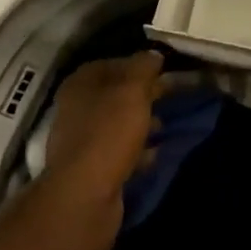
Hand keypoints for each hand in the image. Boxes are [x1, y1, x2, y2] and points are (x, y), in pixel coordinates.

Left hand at [41, 52, 166, 249]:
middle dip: (145, 95)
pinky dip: (137, 150)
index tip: (166, 70)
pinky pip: (119, 151)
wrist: (85, 196)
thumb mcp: (132, 91)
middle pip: (116, 94)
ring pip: (118, 123)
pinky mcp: (92, 168)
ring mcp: (82, 140)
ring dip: (142, 123)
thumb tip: (153, 54)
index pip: (113, 63)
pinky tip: (156, 154)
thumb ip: (143, 68)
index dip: (140, 65)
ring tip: (167, 126)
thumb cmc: (108, 134)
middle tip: (174, 97)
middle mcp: (77, 107)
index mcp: (81, 83)